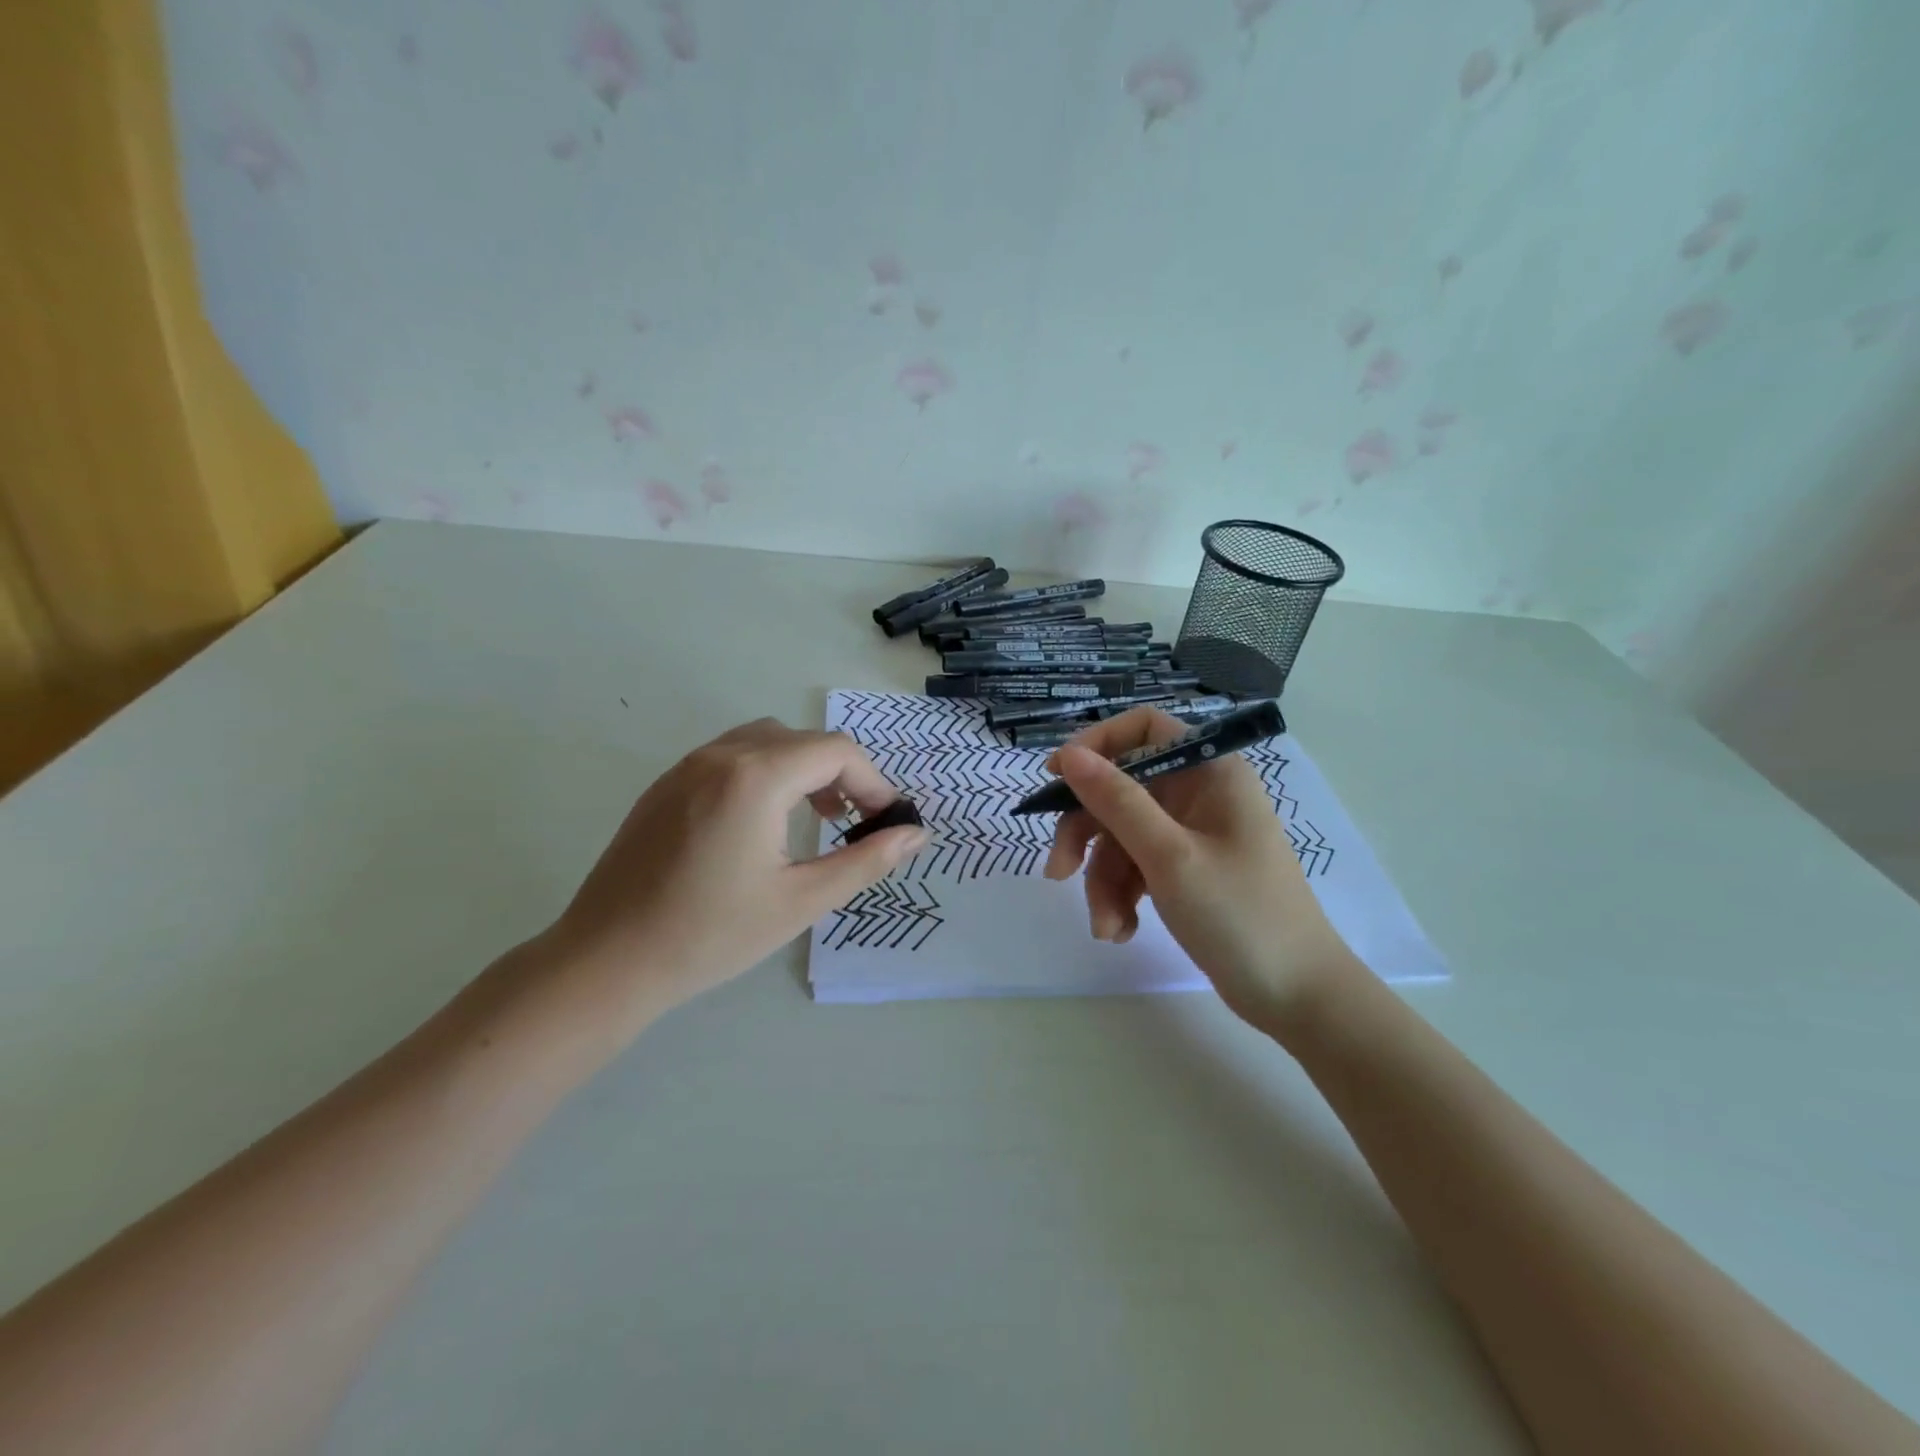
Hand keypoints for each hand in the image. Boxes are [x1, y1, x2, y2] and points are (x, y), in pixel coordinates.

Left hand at [543, 718, 928, 1026]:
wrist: (607, 961)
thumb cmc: (711, 935)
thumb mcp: (802, 900)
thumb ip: (867, 860)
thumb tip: (916, 834)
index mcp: (756, 777)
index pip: (836, 751)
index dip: (873, 781)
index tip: (885, 822)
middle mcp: (722, 755)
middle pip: (804, 740)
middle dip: (842, 773)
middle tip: (856, 821)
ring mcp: (688, 765)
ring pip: (766, 741)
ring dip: (803, 768)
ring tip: (816, 817)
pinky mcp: (667, 784)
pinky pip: (731, 756)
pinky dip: (766, 772)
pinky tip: (763, 823)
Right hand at [1042, 707, 1358, 1023]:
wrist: (1297, 996)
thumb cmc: (1240, 915)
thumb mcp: (1169, 856)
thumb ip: (1116, 800)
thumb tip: (1069, 754)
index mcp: (1210, 772)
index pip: (1144, 728)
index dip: (1097, 744)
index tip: (1057, 777)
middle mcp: (1200, 794)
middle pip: (1121, 789)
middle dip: (1086, 833)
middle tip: (1058, 872)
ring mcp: (1192, 834)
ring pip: (1122, 836)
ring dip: (1103, 881)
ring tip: (1107, 928)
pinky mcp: (1186, 870)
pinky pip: (1137, 867)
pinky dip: (1122, 897)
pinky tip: (1122, 932)